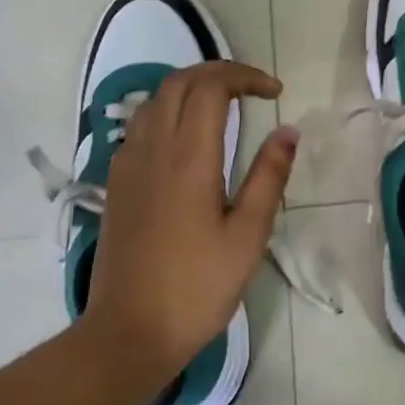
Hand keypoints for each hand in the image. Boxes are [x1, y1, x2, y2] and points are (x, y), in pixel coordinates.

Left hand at [86, 61, 297, 388]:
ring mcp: (127, 164)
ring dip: (190, 89)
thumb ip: (269, 177)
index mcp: (188, 157)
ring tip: (223, 106)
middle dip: (218, 72)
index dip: (245, 77)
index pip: (211, 86)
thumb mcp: (248, 235)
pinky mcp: (116, 184)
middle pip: (178, 82)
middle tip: (252, 89)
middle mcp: (152, 149)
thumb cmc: (197, 287)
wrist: (129, 331)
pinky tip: (186, 141)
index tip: (275, 93)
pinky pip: (140, 126)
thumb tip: (288, 132)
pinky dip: (167, 112)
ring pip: (154, 100)